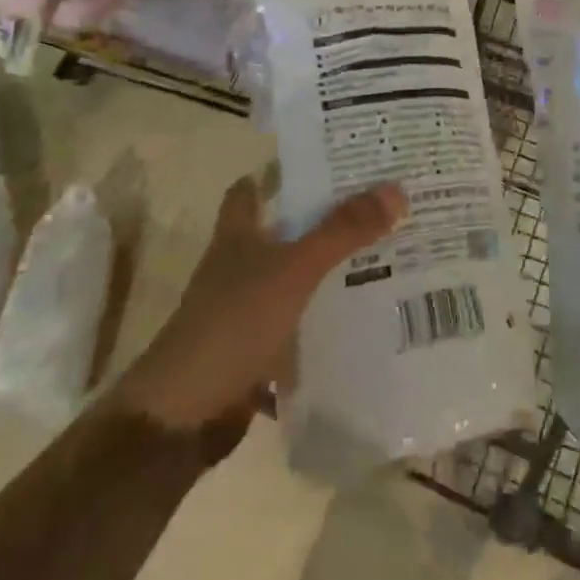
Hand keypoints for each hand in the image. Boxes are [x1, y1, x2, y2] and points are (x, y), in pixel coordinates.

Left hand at [116, 176, 405, 436]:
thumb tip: (396, 189)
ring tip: (389, 255)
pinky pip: (302, 325)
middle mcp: (240, 267)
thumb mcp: (293, 269)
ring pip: (297, 279)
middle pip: (285, 232)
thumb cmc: (232, 325)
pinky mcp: (258, 350)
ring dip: (332, 271)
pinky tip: (367, 318)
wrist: (183, 417)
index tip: (329, 162)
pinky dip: (328, 322)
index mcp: (238, 236)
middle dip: (327, 220)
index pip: (253, 189)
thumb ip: (343, 231)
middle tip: (381, 206)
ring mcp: (247, 310)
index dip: (283, 172)